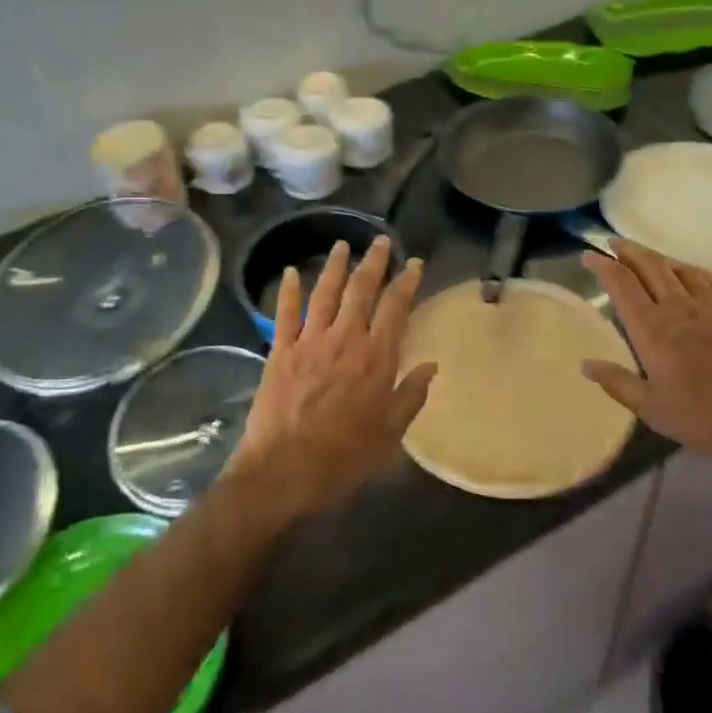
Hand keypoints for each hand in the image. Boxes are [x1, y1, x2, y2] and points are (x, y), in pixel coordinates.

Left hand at [229, 236, 437, 521]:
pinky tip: (291, 272)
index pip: (396, 308)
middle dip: (374, 262)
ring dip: (334, 266)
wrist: (284, 471)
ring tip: (342, 244)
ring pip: (325, 293)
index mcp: (376, 358)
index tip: (414, 263)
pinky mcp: (280, 351)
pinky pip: (285, 314)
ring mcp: (309, 342)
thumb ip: (411, 396)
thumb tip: (431, 365)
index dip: (406, 282)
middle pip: (361, 290)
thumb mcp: (390, 434)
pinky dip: (288, 291)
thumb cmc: (344, 458)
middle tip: (381, 241)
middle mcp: (345, 339)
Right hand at [580, 239, 711, 487]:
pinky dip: (698, 273)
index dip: (604, 266)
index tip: (589, 256)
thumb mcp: (652, 409)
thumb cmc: (705, 419)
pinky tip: (695, 272)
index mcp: (652, 330)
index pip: (622, 286)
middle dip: (630, 252)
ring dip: (661, 258)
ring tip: (650, 256)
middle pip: (651, 268)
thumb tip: (585, 364)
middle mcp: (680, 310)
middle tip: (614, 242)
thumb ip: (617, 383)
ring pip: (682, 271)